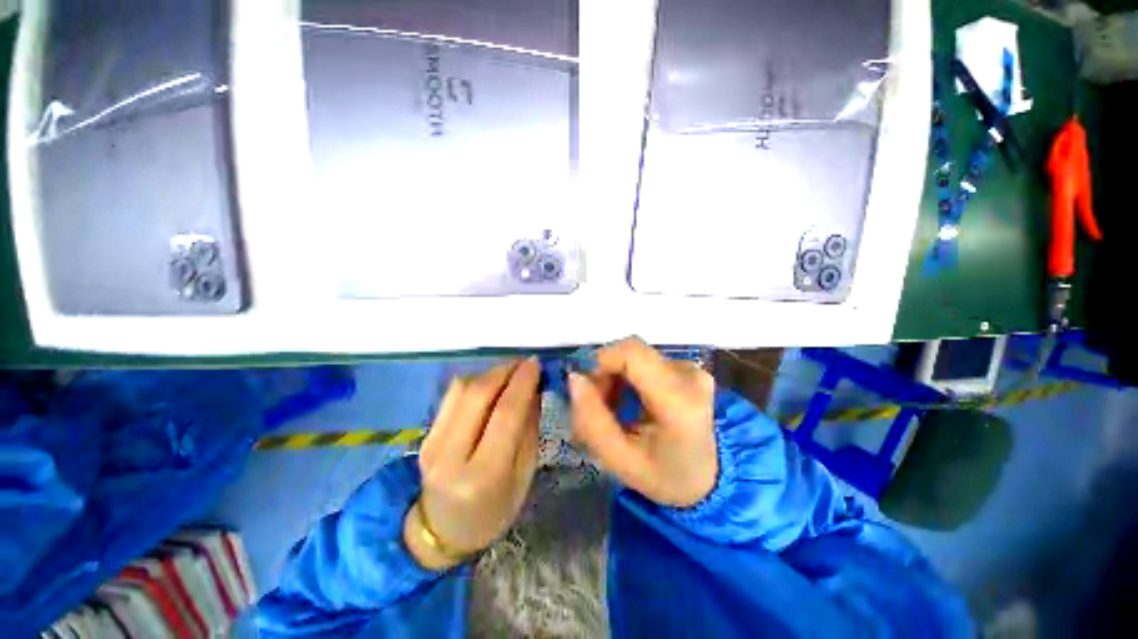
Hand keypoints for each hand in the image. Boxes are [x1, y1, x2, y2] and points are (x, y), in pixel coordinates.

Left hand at [404, 359, 539, 570]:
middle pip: (478, 394)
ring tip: (512, 372)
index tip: (537, 364)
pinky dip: (476, 382)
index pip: (505, 414)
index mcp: (483, 476)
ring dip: (491, 373)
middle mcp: (451, 456)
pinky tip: (491, 383)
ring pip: (461, 389)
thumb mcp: (523, 476)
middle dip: (506, 371)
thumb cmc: (494, 511)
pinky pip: (452, 395)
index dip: (523, 382)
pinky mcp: (425, 434)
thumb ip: (528, 429)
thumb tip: (534, 388)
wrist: (441, 532)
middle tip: (527, 363)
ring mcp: (431, 443)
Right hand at [569, 338, 716, 507]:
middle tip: (596, 405)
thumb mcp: (620, 461)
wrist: (710, 479)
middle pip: (630, 352)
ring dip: (614, 376)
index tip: (586, 388)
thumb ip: (591, 421)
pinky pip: (644, 361)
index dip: (600, 361)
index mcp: (678, 401)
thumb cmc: (665, 476)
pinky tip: (628, 401)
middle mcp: (689, 376)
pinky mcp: (687, 367)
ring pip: (634, 355)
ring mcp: (691, 369)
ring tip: (612, 408)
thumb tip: (574, 377)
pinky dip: (627, 376)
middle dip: (604, 372)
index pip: (631, 353)